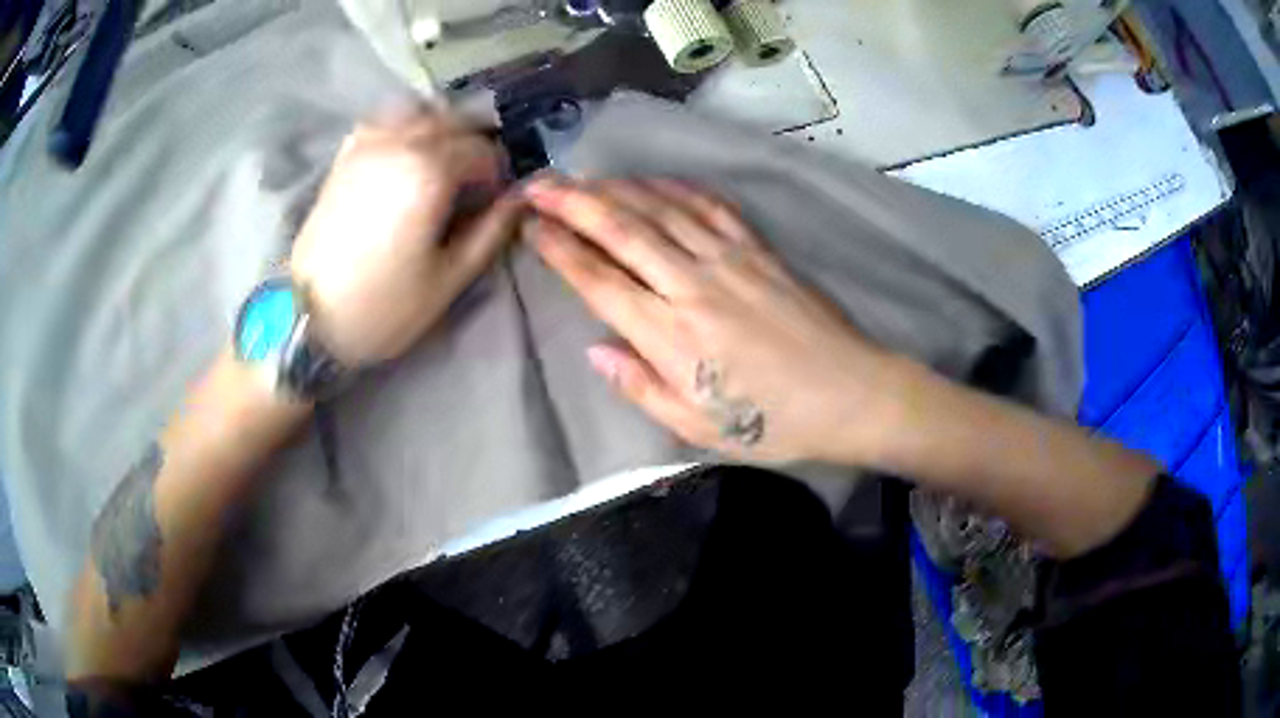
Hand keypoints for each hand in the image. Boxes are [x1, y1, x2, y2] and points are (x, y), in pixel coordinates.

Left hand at [289, 111, 522, 365]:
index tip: (495, 203)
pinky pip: (385, 120)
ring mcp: (367, 144)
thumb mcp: (449, 278)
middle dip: (473, 147)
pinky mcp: (345, 155)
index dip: (497, 175)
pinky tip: (406, 156)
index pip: (482, 151)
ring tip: (442, 163)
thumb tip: (520, 200)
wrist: (308, 317)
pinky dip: (405, 126)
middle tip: (473, 184)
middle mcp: (400, 142)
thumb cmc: (383, 306)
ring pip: (419, 111)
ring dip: (440, 128)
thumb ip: (491, 231)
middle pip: (454, 122)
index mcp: (430, 171)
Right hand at [524, 176, 909, 463]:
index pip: (598, 281)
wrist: (851, 394)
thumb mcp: (700, 428)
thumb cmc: (774, 423)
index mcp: (672, 337)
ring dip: (614, 188)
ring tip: (579, 177)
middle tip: (536, 184)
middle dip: (572, 202)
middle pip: (622, 230)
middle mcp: (693, 286)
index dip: (559, 249)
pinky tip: (650, 180)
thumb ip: (641, 387)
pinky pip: (709, 206)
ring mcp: (730, 260)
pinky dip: (673, 188)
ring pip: (660, 209)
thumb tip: (595, 349)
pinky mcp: (759, 249)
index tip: (530, 227)